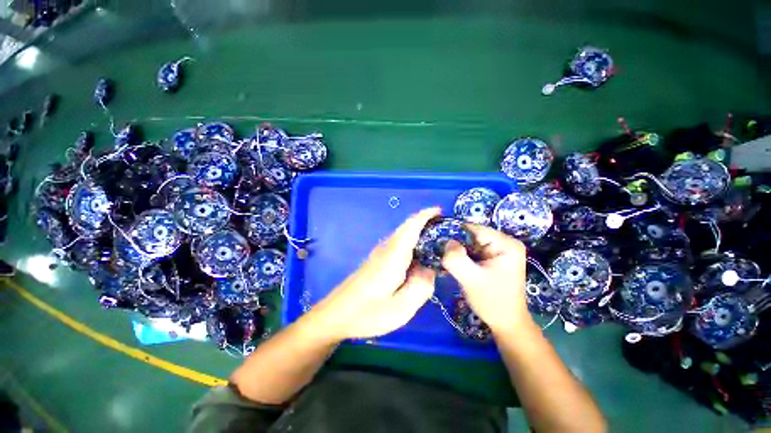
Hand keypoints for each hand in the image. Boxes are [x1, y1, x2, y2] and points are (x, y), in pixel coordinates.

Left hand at [308, 207, 440, 340]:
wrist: (335, 314)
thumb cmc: (367, 313)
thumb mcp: (401, 309)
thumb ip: (421, 287)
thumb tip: (430, 270)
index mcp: (393, 257)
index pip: (410, 227)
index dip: (425, 215)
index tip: (439, 210)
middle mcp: (386, 249)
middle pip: (406, 228)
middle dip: (424, 222)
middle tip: (444, 229)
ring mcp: (379, 254)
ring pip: (401, 235)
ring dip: (417, 231)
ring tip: (436, 242)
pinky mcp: (376, 261)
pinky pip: (398, 245)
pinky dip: (411, 243)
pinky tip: (417, 257)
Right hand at [442, 224, 529, 333]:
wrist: (506, 323)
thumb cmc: (492, 302)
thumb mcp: (471, 280)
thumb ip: (456, 259)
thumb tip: (446, 241)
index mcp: (506, 244)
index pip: (473, 229)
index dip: (455, 236)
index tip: (441, 246)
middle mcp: (505, 242)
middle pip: (472, 235)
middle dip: (456, 245)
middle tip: (444, 257)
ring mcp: (500, 249)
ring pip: (470, 242)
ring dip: (459, 251)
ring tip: (450, 262)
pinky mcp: (494, 257)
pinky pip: (473, 250)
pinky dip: (463, 256)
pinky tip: (458, 265)